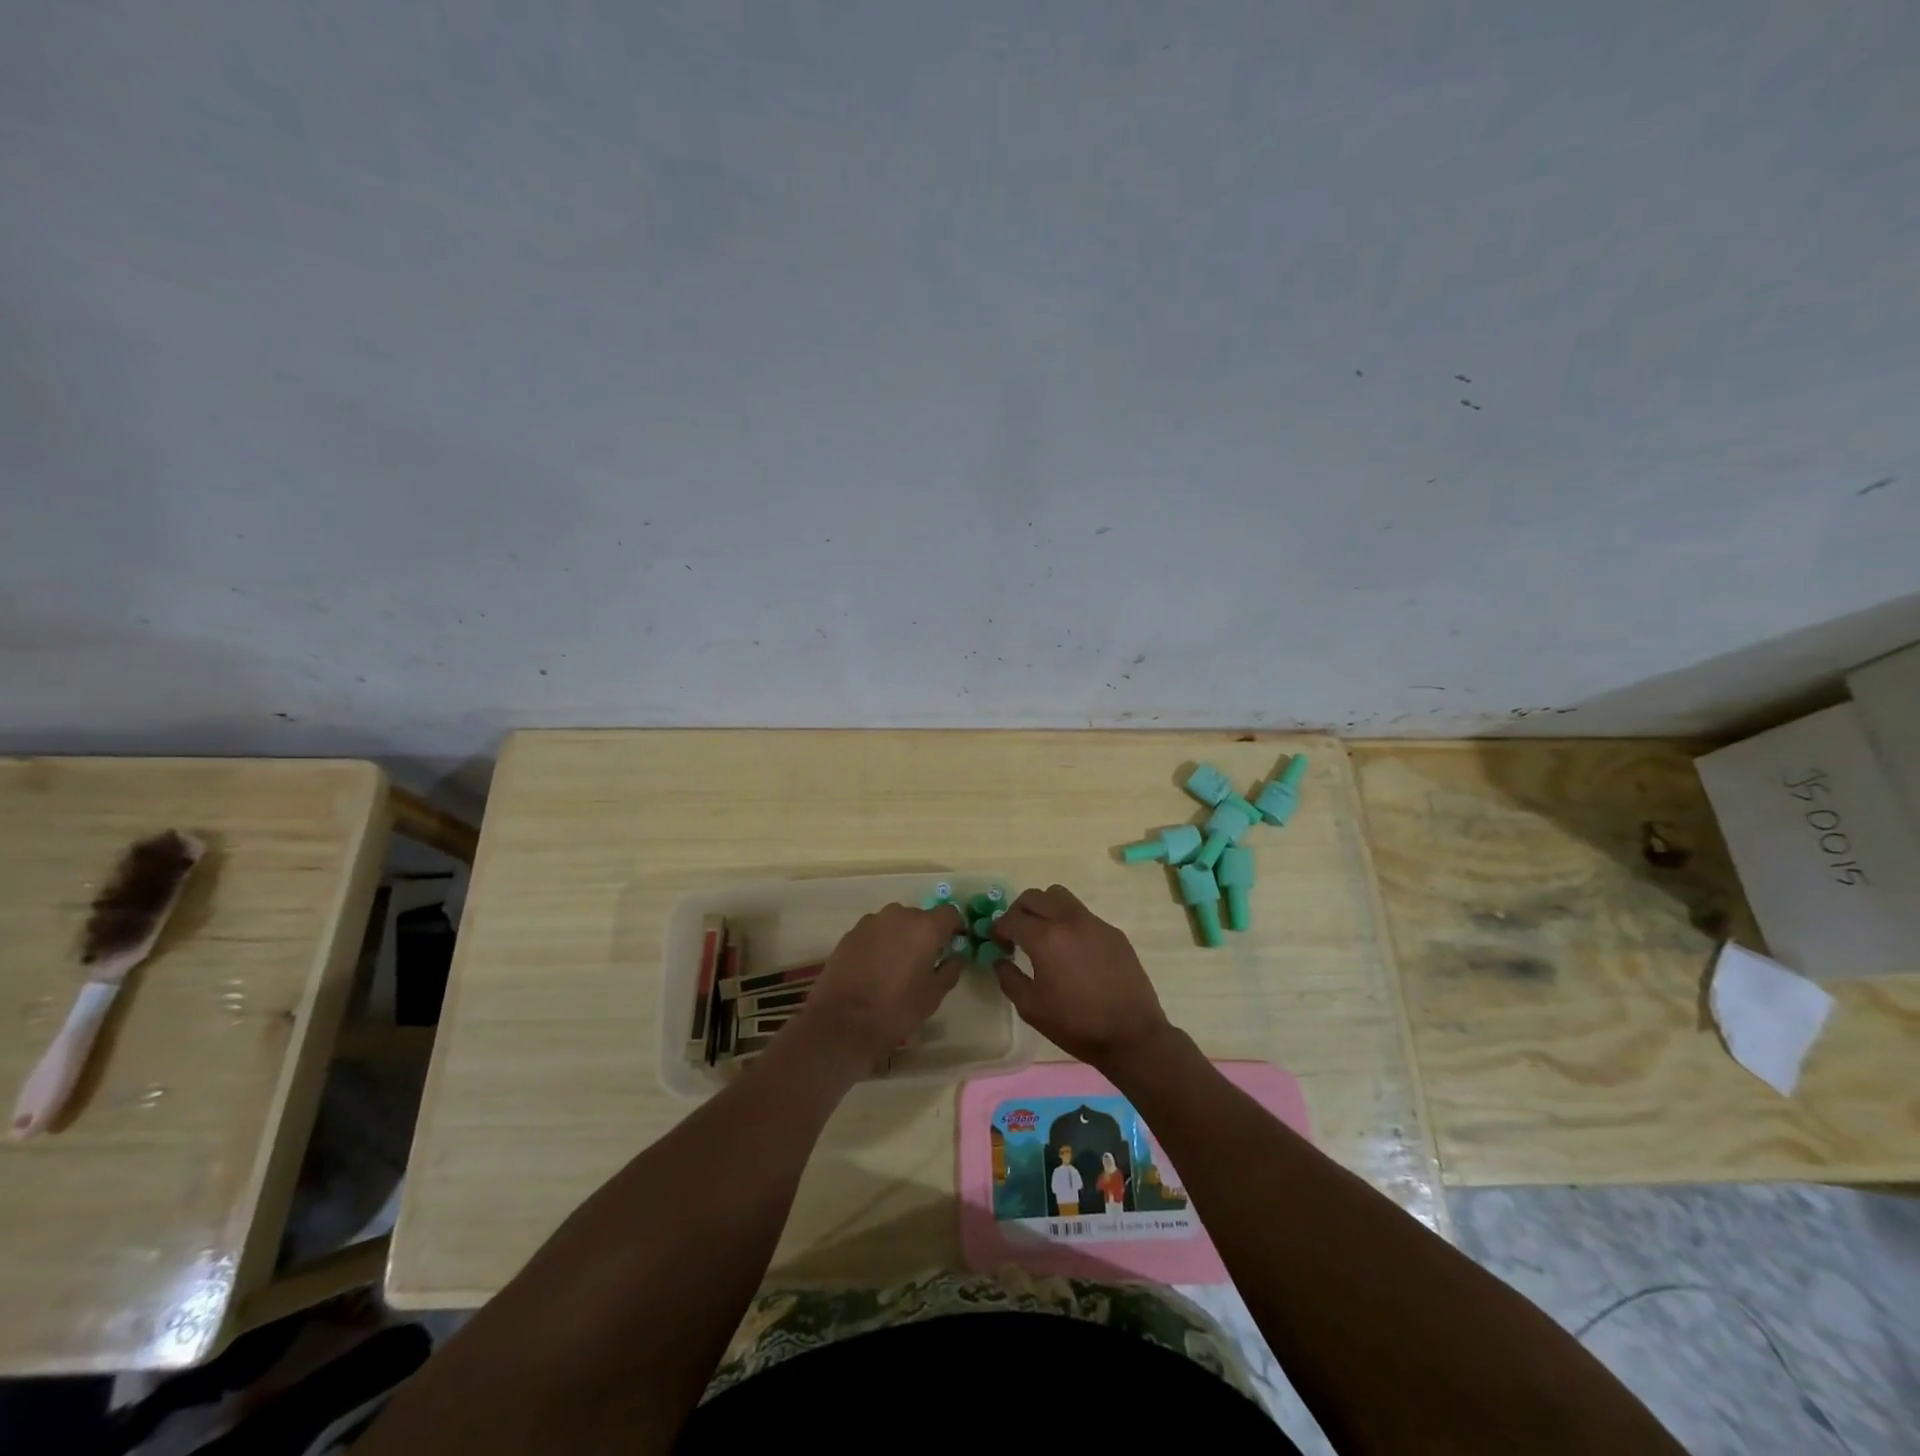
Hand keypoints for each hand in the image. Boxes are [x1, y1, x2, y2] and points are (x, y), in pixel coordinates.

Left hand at [793, 903, 964, 1073]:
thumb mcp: (933, 996)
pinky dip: (879, 944)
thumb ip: (949, 971)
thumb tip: (954, 958)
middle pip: (920, 917)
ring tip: (896, 966)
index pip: (949, 913)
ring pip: (895, 924)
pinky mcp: (850, 934)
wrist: (842, 1022)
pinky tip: (874, 969)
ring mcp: (870, 922)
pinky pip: (874, 933)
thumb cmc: (896, 1009)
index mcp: (924, 927)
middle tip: (924, 961)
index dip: (955, 927)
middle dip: (925, 935)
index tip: (954, 943)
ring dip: (900, 938)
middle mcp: (898, 915)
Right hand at [991, 886, 1173, 1071]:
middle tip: (1016, 934)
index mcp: (1045, 938)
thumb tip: (1000, 960)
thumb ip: (1009, 978)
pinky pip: (1083, 915)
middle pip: (1035, 896)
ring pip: (1061, 897)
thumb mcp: (1031, 1008)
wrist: (1131, 1035)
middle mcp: (1069, 920)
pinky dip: (1069, 923)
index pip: (1011, 918)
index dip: (998, 929)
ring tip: (1044, 935)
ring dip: (1045, 908)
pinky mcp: (1113, 932)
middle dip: (1019, 911)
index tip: (997, 942)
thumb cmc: (1076, 1024)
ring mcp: (1094, 923)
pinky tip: (1073, 952)